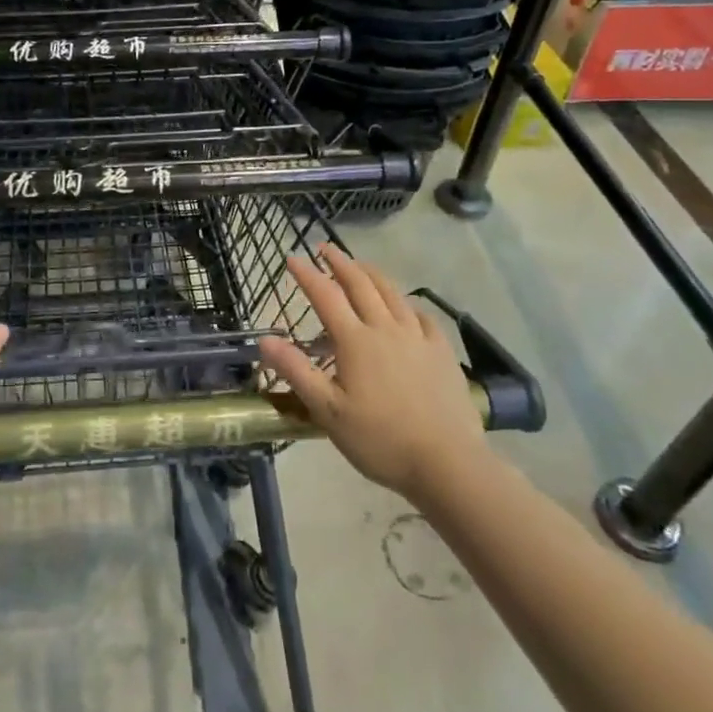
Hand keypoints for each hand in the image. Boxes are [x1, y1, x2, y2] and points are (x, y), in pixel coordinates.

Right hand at [259, 246, 492, 501]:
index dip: (307, 275)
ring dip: (371, 274)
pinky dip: (407, 303)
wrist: (448, 463)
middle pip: (360, 284)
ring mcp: (417, 337)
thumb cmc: (380, 439)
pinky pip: (422, 315)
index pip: (325, 296)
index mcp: (355, 341)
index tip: (292, 257)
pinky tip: (405, 307)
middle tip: (325, 248)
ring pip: (392, 293)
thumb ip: (296, 371)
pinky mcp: (442, 352)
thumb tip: (264, 339)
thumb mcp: (328, 411)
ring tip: (360, 265)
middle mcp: (385, 328)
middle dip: (340, 263)